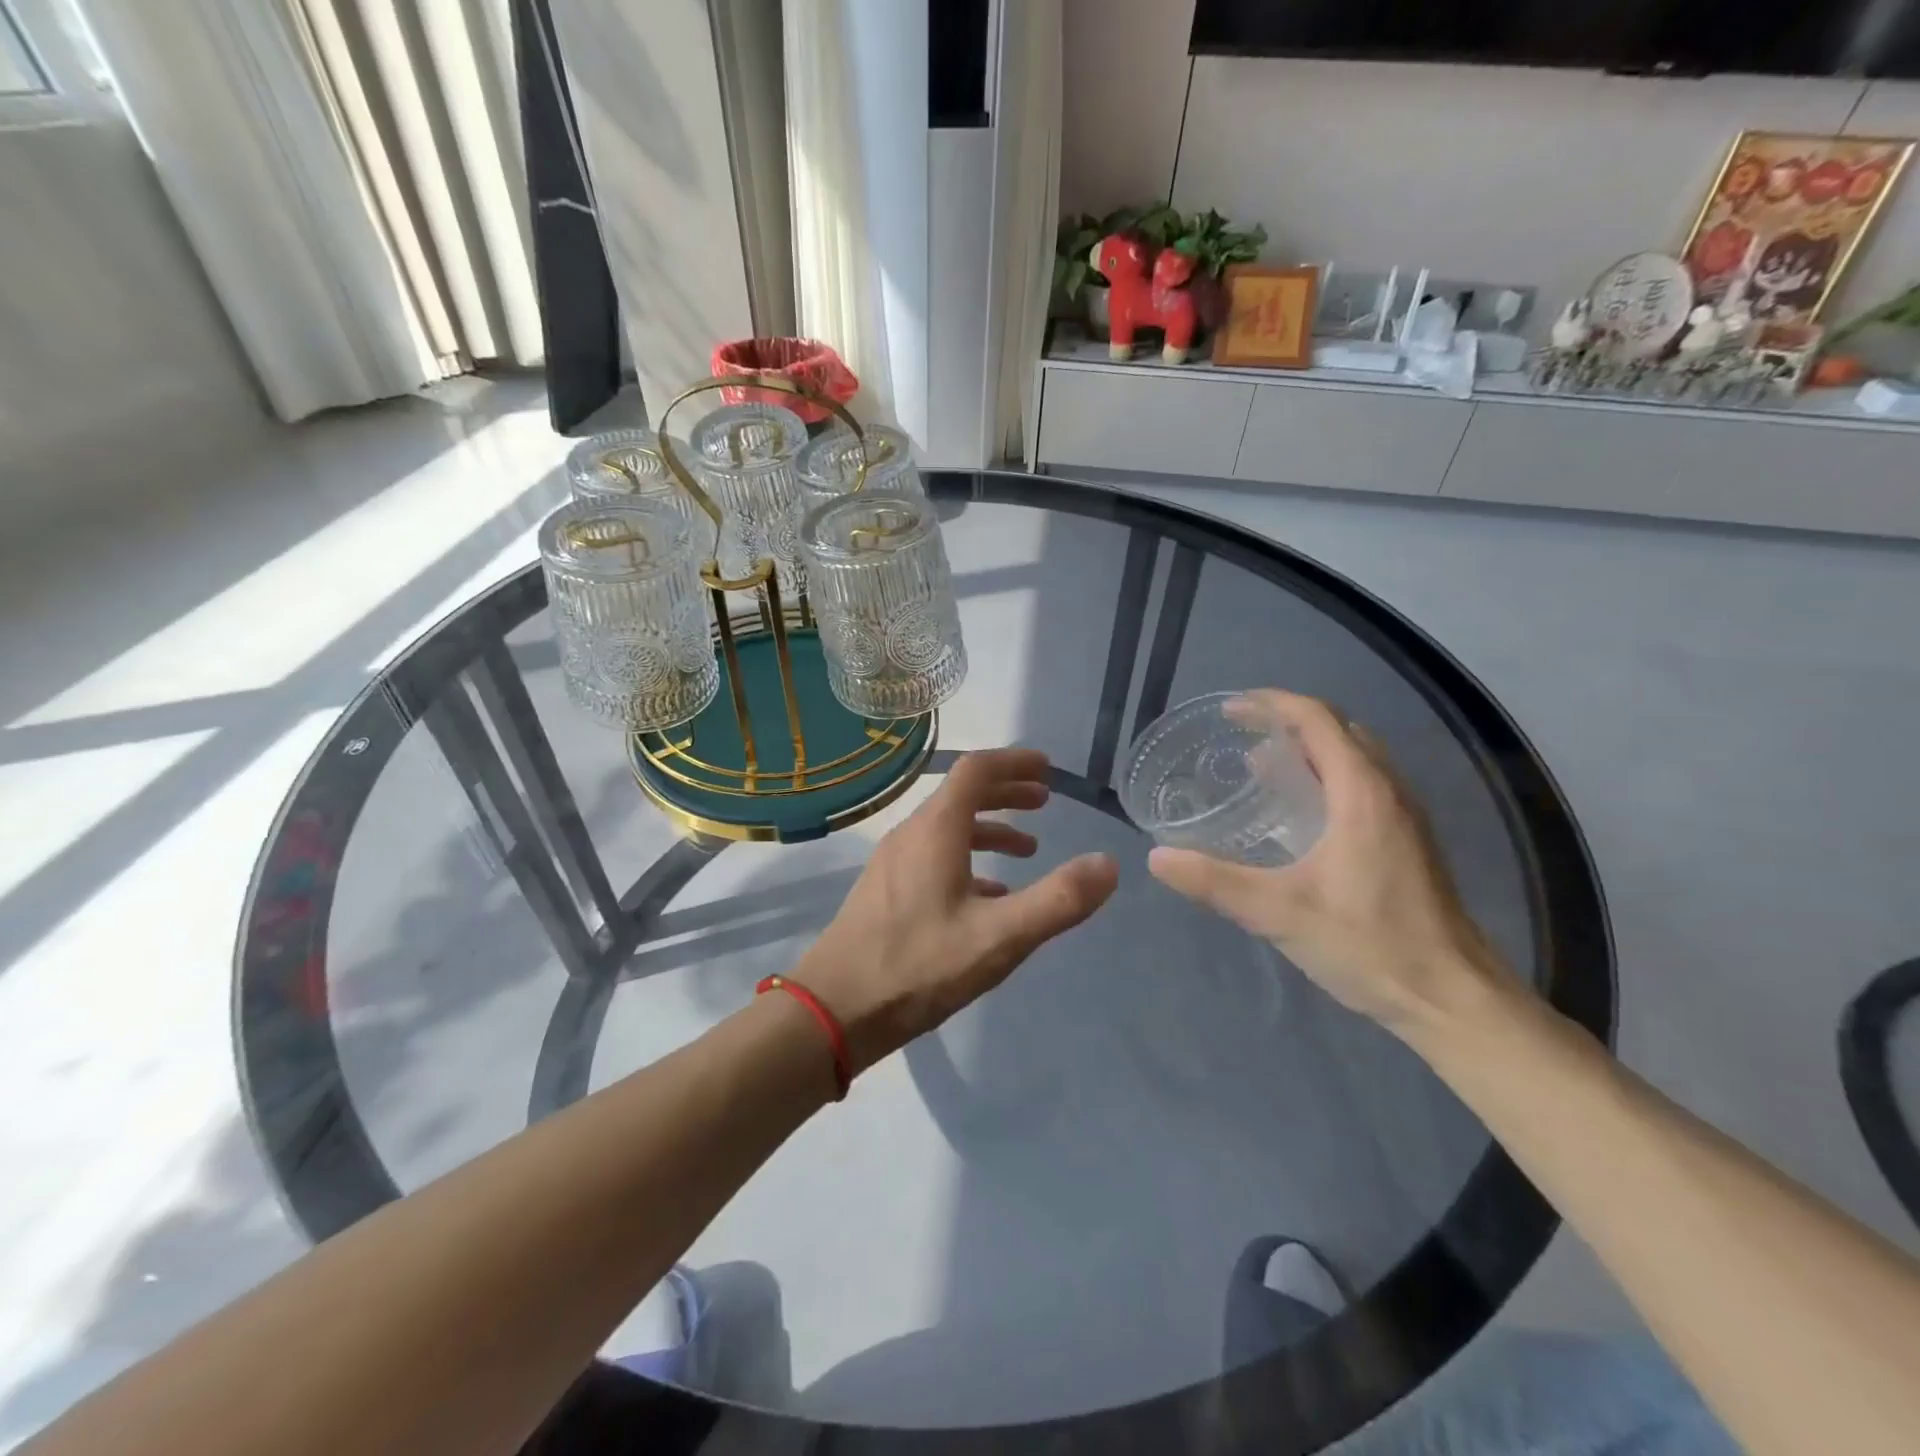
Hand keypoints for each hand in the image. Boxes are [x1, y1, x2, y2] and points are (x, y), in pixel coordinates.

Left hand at [797, 748, 1118, 1071]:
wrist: (834, 1010)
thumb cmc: (919, 966)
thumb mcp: (999, 937)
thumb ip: (1057, 900)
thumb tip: (1109, 864)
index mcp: (936, 830)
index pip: (976, 770)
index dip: (1015, 762)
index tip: (1048, 768)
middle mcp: (911, 834)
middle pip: (962, 794)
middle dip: (1006, 792)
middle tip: (1045, 800)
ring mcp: (893, 862)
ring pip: (948, 828)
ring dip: (990, 828)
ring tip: (1028, 849)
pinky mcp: (885, 890)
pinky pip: (933, 856)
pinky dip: (968, 859)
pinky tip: (988, 895)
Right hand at [1147, 691, 1517, 1034]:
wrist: (1453, 999)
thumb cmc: (1370, 944)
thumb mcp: (1279, 912)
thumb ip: (1215, 881)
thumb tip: (1157, 857)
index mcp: (1363, 792)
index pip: (1318, 720)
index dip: (1271, 704)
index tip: (1229, 710)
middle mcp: (1389, 792)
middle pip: (1339, 731)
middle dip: (1288, 724)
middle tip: (1241, 740)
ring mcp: (1405, 819)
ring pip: (1355, 760)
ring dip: (1309, 752)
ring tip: (1260, 772)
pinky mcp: (1408, 844)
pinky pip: (1363, 787)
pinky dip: (1326, 780)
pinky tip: (1297, 820)